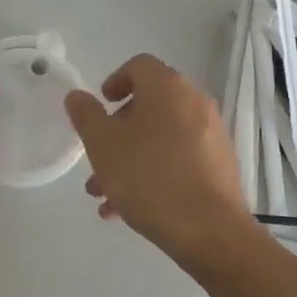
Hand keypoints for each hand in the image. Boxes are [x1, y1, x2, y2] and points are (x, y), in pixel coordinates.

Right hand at [64, 54, 266, 276]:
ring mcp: (211, 134)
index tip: (100, 106)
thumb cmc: (149, 177)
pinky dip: (154, 172)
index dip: (115, 81)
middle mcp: (194, 102)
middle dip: (117, 131)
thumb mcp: (103, 145)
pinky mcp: (219, 165)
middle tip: (97, 158)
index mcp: (168, 87)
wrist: (209, 230)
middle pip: (149, 105)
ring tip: (103, 195)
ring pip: (161, 137)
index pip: (139, 66)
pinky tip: (128, 209)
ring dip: (130, 158)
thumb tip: (78, 96)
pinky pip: (179, 158)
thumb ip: (86, 115)